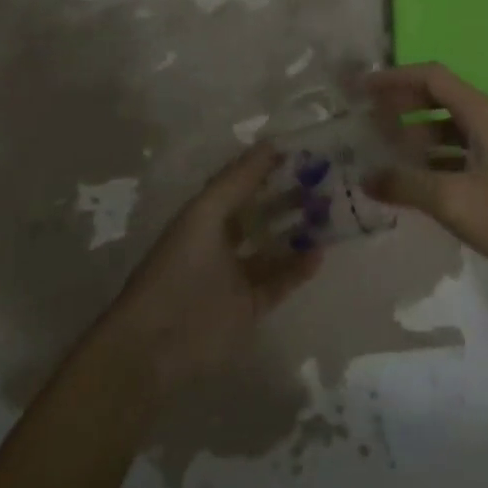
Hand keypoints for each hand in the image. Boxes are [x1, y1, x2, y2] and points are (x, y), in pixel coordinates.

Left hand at [102, 143, 320, 398]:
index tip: (302, 151)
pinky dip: (299, 268)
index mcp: (206, 214)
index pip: (242, 182)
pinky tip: (320, 253)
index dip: (268, 166)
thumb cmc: (179, 268)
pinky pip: (280, 282)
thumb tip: (271, 143)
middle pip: (261, 212)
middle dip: (288, 196)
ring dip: (298, 231)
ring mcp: (236, 276)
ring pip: (274, 246)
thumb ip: (239, 179)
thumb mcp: (206, 214)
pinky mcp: (250, 307)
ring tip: (330, 213)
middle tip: (324, 181)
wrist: (157, 345)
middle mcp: (222, 240)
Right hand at [365, 63, 487, 285]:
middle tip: (366, 119)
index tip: (362, 88)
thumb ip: (407, 186)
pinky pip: (458, 152)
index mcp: (481, 114)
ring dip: (415, 135)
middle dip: (401, 105)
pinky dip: (433, 159)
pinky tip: (414, 182)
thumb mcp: (455, 201)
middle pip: (438, 98)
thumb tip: (366, 177)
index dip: (395, 78)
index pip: (431, 77)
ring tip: (382, 151)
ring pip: (447, 128)